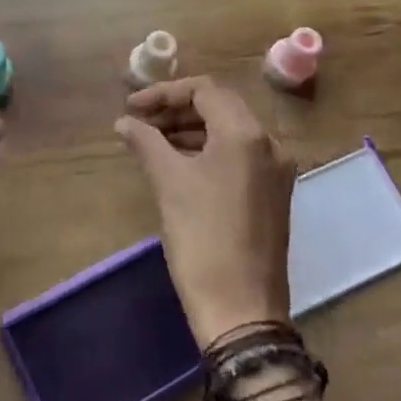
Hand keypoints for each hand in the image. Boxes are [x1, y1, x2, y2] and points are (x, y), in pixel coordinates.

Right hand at [115, 76, 298, 347]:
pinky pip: (239, 156)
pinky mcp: (274, 194)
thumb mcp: (169, 183)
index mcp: (246, 134)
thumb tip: (124, 122)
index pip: (204, 90)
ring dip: (192, 129)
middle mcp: (269, 143)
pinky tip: (180, 164)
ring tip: (153, 142)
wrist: (242, 310)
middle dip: (177, 109)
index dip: (164, 93)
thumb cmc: (202, 238)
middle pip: (220, 107)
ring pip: (230, 131)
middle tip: (140, 122)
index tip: (132, 107)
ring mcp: (276, 170)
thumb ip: (146, 141)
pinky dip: (209, 151)